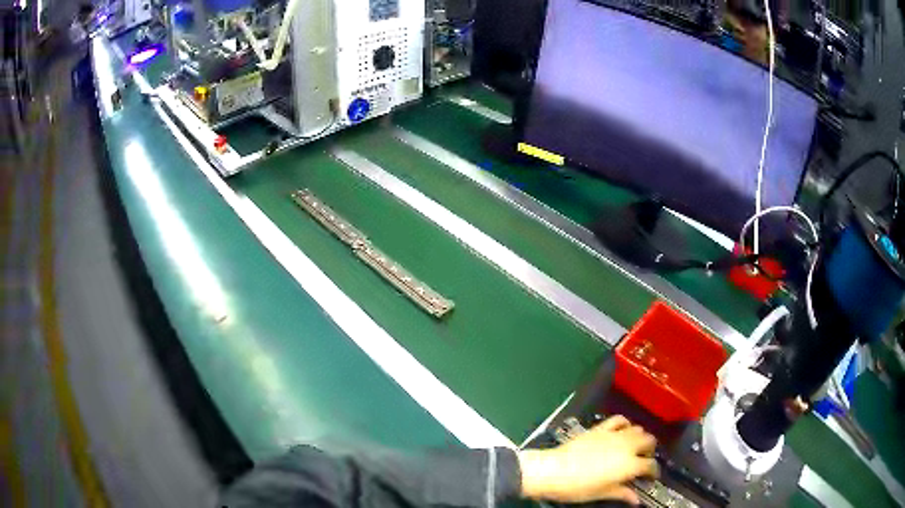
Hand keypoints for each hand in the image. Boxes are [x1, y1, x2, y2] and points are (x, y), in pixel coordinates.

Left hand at [518, 415, 657, 504]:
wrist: (553, 471)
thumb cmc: (577, 487)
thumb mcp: (601, 494)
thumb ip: (622, 493)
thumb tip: (635, 500)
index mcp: (629, 465)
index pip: (650, 465)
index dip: (653, 472)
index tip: (650, 477)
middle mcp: (626, 446)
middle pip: (649, 441)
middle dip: (650, 451)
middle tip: (643, 460)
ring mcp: (613, 435)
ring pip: (638, 429)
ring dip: (640, 437)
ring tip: (634, 447)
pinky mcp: (600, 428)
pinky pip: (619, 420)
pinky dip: (625, 424)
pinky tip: (622, 431)